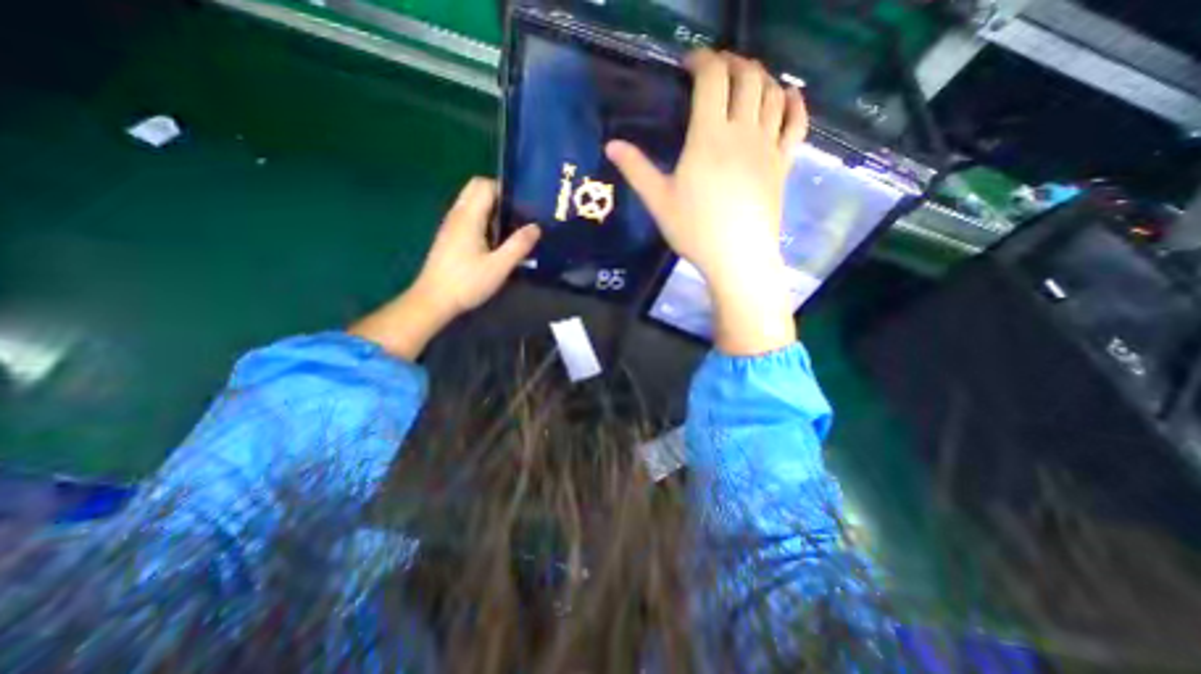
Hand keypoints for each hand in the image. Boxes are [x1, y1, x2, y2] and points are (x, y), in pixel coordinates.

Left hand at [350, 178, 541, 360]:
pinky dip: (483, 218)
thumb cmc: (467, 282)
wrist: (434, 300)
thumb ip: (519, 245)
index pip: (485, 184)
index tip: (524, 203)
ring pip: (471, 202)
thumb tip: (536, 227)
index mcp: (468, 216)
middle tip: (518, 213)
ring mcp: (450, 225)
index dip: (506, 188)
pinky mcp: (449, 236)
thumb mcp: (499, 266)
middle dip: (498, 194)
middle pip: (476, 188)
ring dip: (491, 207)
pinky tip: (495, 239)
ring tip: (511, 226)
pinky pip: (468, 215)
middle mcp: (457, 214)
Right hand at [610, 50, 806, 355]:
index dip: (702, 60)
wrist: (737, 257)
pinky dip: (794, 103)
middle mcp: (742, 131)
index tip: (690, 63)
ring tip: (746, 80)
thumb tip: (611, 144)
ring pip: (772, 94)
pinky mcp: (783, 163)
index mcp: (708, 136)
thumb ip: (636, 169)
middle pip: (747, 77)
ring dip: (761, 76)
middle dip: (732, 62)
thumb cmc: (694, 230)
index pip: (712, 78)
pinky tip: (787, 97)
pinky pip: (796, 123)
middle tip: (717, 70)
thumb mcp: (659, 201)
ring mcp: (767, 146)